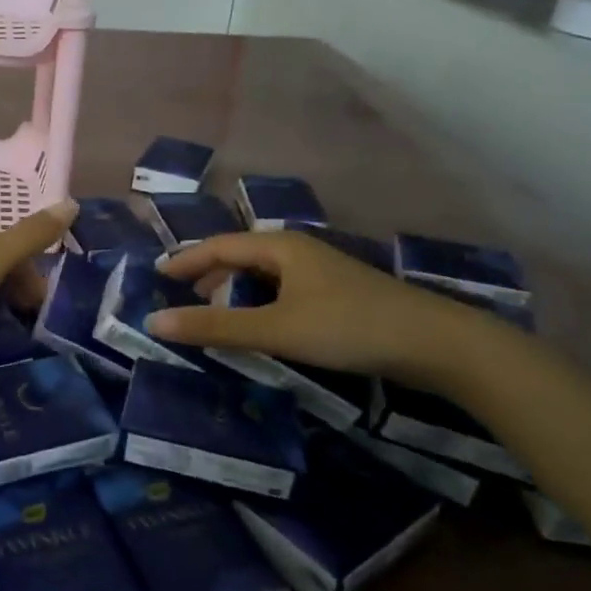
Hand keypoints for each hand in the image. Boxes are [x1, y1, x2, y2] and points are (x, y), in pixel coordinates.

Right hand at [145, 230, 489, 384]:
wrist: (436, 343)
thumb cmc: (348, 327)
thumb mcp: (275, 328)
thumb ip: (215, 327)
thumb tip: (155, 320)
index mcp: (280, 247)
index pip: (219, 246)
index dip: (185, 260)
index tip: (157, 275)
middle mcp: (299, 252)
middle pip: (241, 257)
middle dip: (210, 277)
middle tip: (184, 302)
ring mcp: (323, 273)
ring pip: (265, 276)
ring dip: (236, 293)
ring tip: (218, 318)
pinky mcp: (339, 296)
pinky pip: (284, 292)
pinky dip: (261, 305)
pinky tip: (263, 327)